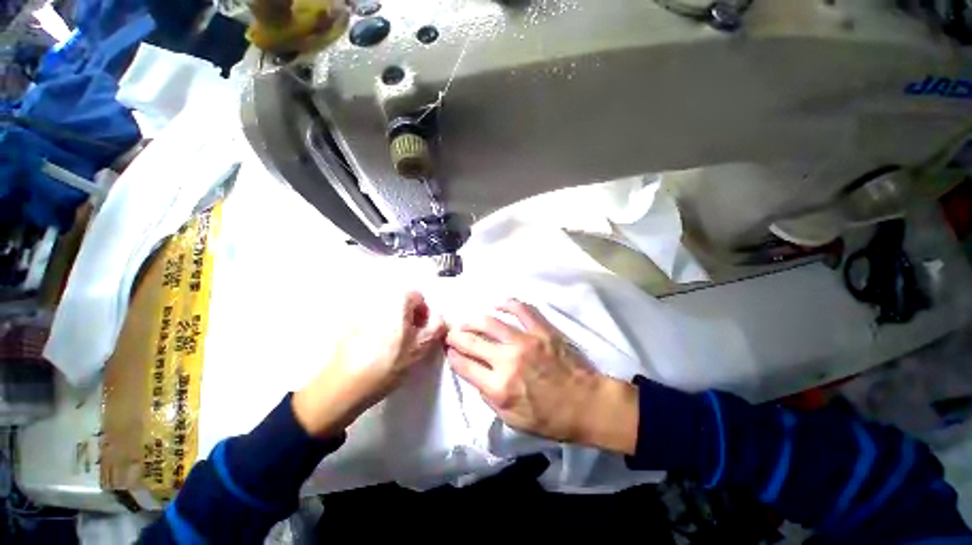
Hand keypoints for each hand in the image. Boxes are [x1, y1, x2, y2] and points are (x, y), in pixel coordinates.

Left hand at [293, 291, 446, 436]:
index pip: (418, 296)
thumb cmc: (388, 363)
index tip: (422, 332)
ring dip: (396, 325)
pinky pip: (374, 322)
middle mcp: (378, 300)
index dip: (424, 313)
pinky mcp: (350, 326)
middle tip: (410, 341)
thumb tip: (439, 318)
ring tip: (394, 348)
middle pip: (402, 303)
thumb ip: (437, 327)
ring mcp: (361, 312)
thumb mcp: (421, 346)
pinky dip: (381, 330)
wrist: (343, 385)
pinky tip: (376, 351)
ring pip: (388, 314)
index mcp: (396, 301)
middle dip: (411, 319)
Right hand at [446, 300, 638, 453]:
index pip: (464, 366)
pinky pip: (521, 309)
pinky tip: (497, 305)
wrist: (585, 403)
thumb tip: (476, 375)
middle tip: (451, 333)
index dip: (452, 357)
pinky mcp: (541, 330)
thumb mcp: (512, 420)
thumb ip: (489, 397)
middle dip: (456, 336)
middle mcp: (507, 360)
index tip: (449, 351)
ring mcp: (525, 341)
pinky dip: (506, 304)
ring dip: (473, 320)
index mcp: (499, 387)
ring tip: (468, 321)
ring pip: (490, 322)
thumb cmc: (550, 418)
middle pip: (471, 341)